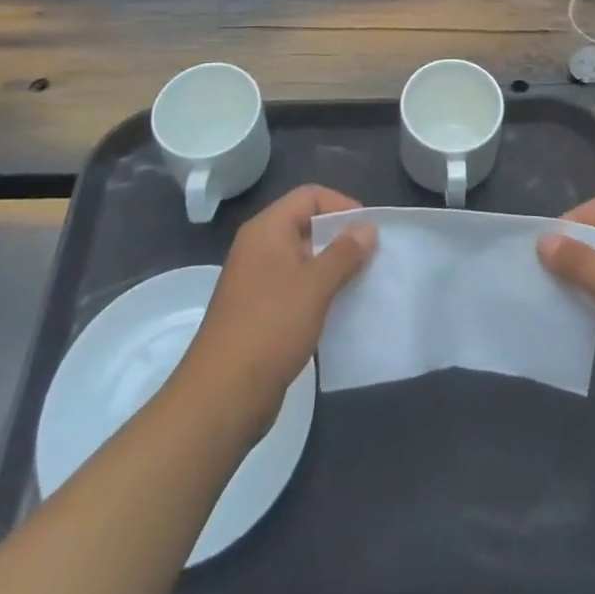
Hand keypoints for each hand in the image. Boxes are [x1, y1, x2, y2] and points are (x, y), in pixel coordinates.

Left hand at [174, 186, 376, 436]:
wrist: (222, 397)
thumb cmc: (270, 327)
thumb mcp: (315, 285)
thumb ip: (344, 252)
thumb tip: (367, 227)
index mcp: (266, 230)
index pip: (309, 196)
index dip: (341, 205)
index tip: (369, 229)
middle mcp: (259, 248)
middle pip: (306, 225)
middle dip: (340, 238)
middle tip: (372, 257)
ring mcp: (257, 282)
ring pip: (303, 260)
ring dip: (333, 269)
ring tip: (363, 283)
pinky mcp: (260, 313)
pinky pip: (296, 289)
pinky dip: (319, 294)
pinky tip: (341, 310)